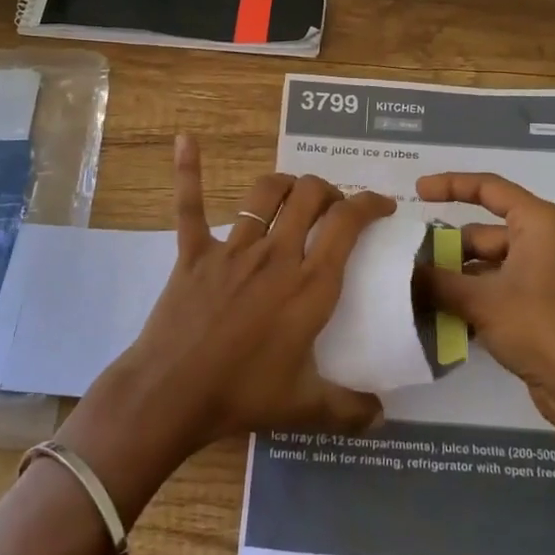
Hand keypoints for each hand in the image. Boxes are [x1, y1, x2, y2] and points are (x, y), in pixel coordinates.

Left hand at [93, 136, 392, 463]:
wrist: (171, 395)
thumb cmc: (243, 395)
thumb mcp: (306, 408)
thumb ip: (351, 409)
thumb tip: (383, 414)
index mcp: (310, 285)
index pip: (348, 224)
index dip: (369, 203)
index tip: (382, 204)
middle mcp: (276, 255)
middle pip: (310, 195)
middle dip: (330, 190)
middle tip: (334, 207)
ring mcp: (233, 249)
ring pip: (265, 193)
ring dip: (286, 184)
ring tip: (295, 193)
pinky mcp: (194, 252)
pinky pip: (190, 206)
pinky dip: (189, 171)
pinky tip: (186, 139)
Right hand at [415, 171, 554, 433]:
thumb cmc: (540, 327)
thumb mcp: (481, 301)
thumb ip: (437, 282)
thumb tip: (403, 272)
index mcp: (538, 223)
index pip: (489, 188)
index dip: (450, 185)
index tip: (416, 192)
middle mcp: (543, 241)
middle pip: (482, 233)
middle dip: (445, 248)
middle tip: (405, 262)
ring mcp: (542, 274)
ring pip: (486, 264)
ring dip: (454, 278)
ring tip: (413, 291)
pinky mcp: (539, 304)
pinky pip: (496, 288)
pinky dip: (471, 297)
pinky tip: (439, 316)